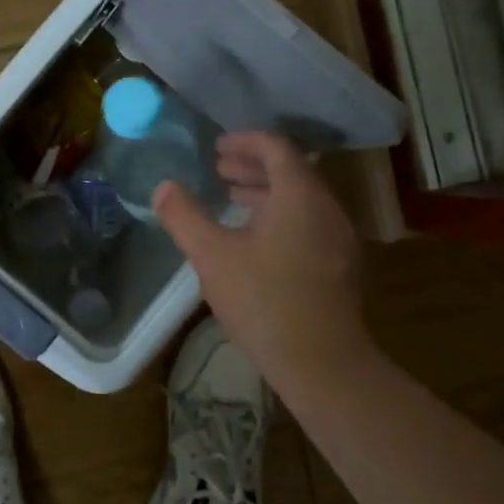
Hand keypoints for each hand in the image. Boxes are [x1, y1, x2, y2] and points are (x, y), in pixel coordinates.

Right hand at [154, 131, 370, 400]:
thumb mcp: (211, 255)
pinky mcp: (340, 264)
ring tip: (231, 199)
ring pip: (301, 198)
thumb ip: (184, 216)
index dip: (245, 141)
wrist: (322, 362)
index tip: (216, 147)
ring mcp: (339, 237)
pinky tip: (255, 238)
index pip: (276, 147)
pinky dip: (280, 215)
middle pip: (291, 170)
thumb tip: (163, 187)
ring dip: (265, 191)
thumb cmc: (263, 300)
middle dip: (252, 165)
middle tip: (218, 169)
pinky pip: (309, 221)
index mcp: (299, 194)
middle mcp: (327, 207)